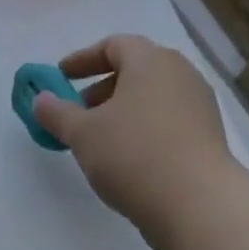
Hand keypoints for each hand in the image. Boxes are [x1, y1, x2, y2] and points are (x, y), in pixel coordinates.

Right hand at [31, 35, 238, 249]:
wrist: (198, 204)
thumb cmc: (133, 155)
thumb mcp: (81, 133)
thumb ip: (56, 112)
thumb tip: (41, 99)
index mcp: (151, 62)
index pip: (115, 45)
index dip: (83, 59)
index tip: (60, 78)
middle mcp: (180, 75)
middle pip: (135, 69)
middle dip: (101, 87)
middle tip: (76, 111)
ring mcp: (198, 106)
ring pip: (151, 97)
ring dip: (120, 110)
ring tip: (97, 138)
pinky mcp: (207, 136)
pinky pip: (166, 120)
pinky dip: (141, 128)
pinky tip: (124, 157)